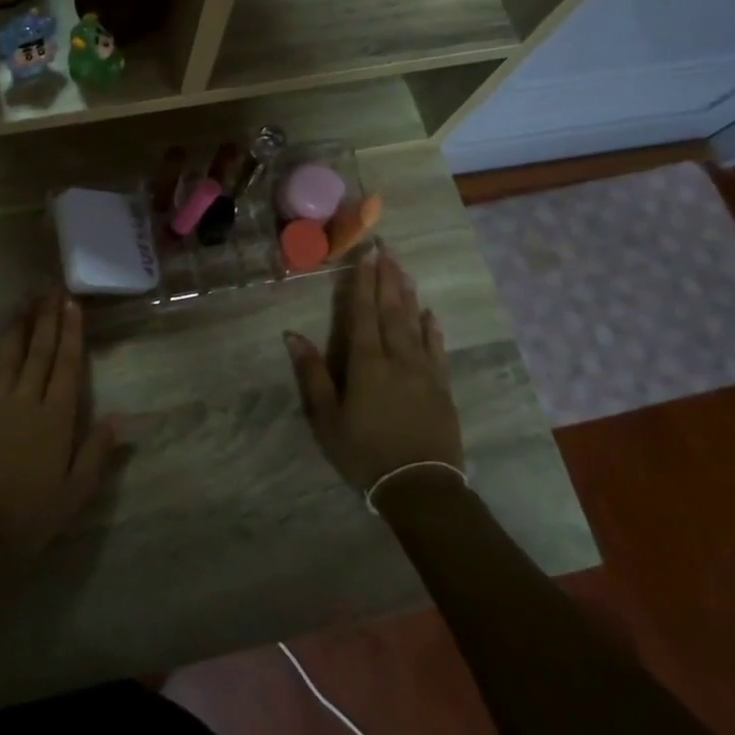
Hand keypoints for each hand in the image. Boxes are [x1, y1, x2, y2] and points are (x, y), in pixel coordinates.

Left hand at [0, 293, 122, 562]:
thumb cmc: (32, 515)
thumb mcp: (76, 491)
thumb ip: (96, 452)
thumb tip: (119, 418)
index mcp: (56, 418)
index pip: (67, 366)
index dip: (71, 333)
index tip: (71, 305)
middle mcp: (26, 402)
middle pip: (39, 353)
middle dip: (46, 320)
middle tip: (50, 291)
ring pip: (9, 358)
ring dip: (18, 330)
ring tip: (25, 305)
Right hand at [285, 252, 464, 499]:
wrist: (420, 487)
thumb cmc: (364, 452)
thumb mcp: (327, 418)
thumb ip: (312, 374)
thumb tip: (292, 335)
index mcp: (366, 363)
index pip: (363, 314)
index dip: (363, 283)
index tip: (366, 255)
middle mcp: (397, 358)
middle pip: (391, 310)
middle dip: (387, 278)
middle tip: (387, 248)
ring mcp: (424, 372)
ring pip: (415, 324)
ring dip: (408, 295)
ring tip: (404, 269)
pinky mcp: (442, 388)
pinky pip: (437, 350)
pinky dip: (433, 330)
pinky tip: (430, 315)